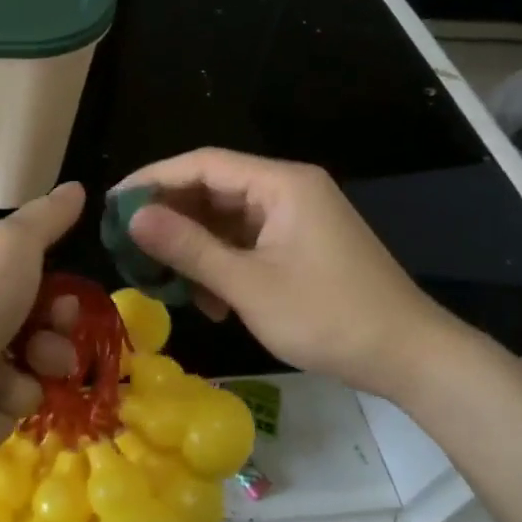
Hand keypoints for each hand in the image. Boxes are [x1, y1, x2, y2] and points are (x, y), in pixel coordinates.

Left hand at [0, 182, 84, 457]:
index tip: (64, 313)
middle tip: (38, 358)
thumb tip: (76, 186)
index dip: (64, 309)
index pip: (46, 297)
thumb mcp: (14, 246)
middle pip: (41, 346)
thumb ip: (46, 219)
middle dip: (50, 356)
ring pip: (23, 388)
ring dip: (15, 389)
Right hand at [120, 149, 474, 398]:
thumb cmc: (328, 316)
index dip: (153, 179)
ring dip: (195, 249)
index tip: (112, 204)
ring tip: (165, 281)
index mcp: (280, 184)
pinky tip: (211, 301)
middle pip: (213, 190)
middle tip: (129, 246)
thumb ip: (189, 248)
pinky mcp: (300, 246)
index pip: (202, 164)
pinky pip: (247, 243)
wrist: (408, 356)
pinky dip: (222, 266)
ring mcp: (296, 219)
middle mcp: (287, 190)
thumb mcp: (248, 285)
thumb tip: (133, 217)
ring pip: (226, 221)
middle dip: (171, 219)